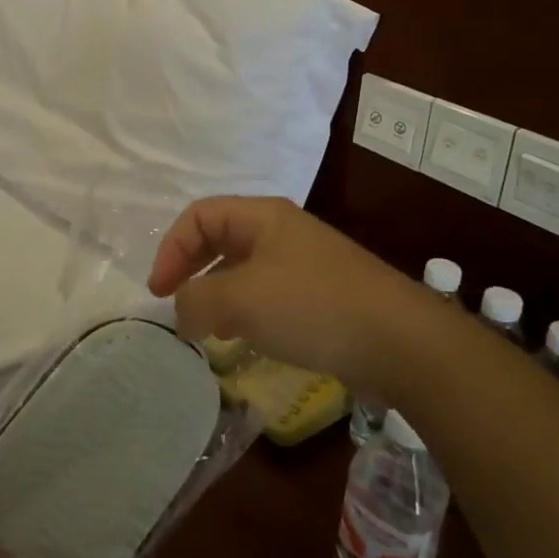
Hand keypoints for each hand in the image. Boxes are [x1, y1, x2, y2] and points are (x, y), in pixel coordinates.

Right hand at [147, 196, 417, 390]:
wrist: (400, 342)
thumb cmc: (313, 306)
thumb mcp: (241, 300)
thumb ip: (197, 301)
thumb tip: (180, 312)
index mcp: (262, 217)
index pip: (199, 216)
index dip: (171, 248)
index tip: (158, 292)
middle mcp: (281, 232)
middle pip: (219, 239)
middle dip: (191, 269)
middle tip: (173, 303)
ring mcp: (304, 264)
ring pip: (243, 270)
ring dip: (216, 294)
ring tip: (204, 327)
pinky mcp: (320, 297)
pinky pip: (267, 295)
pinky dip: (244, 312)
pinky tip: (243, 339)